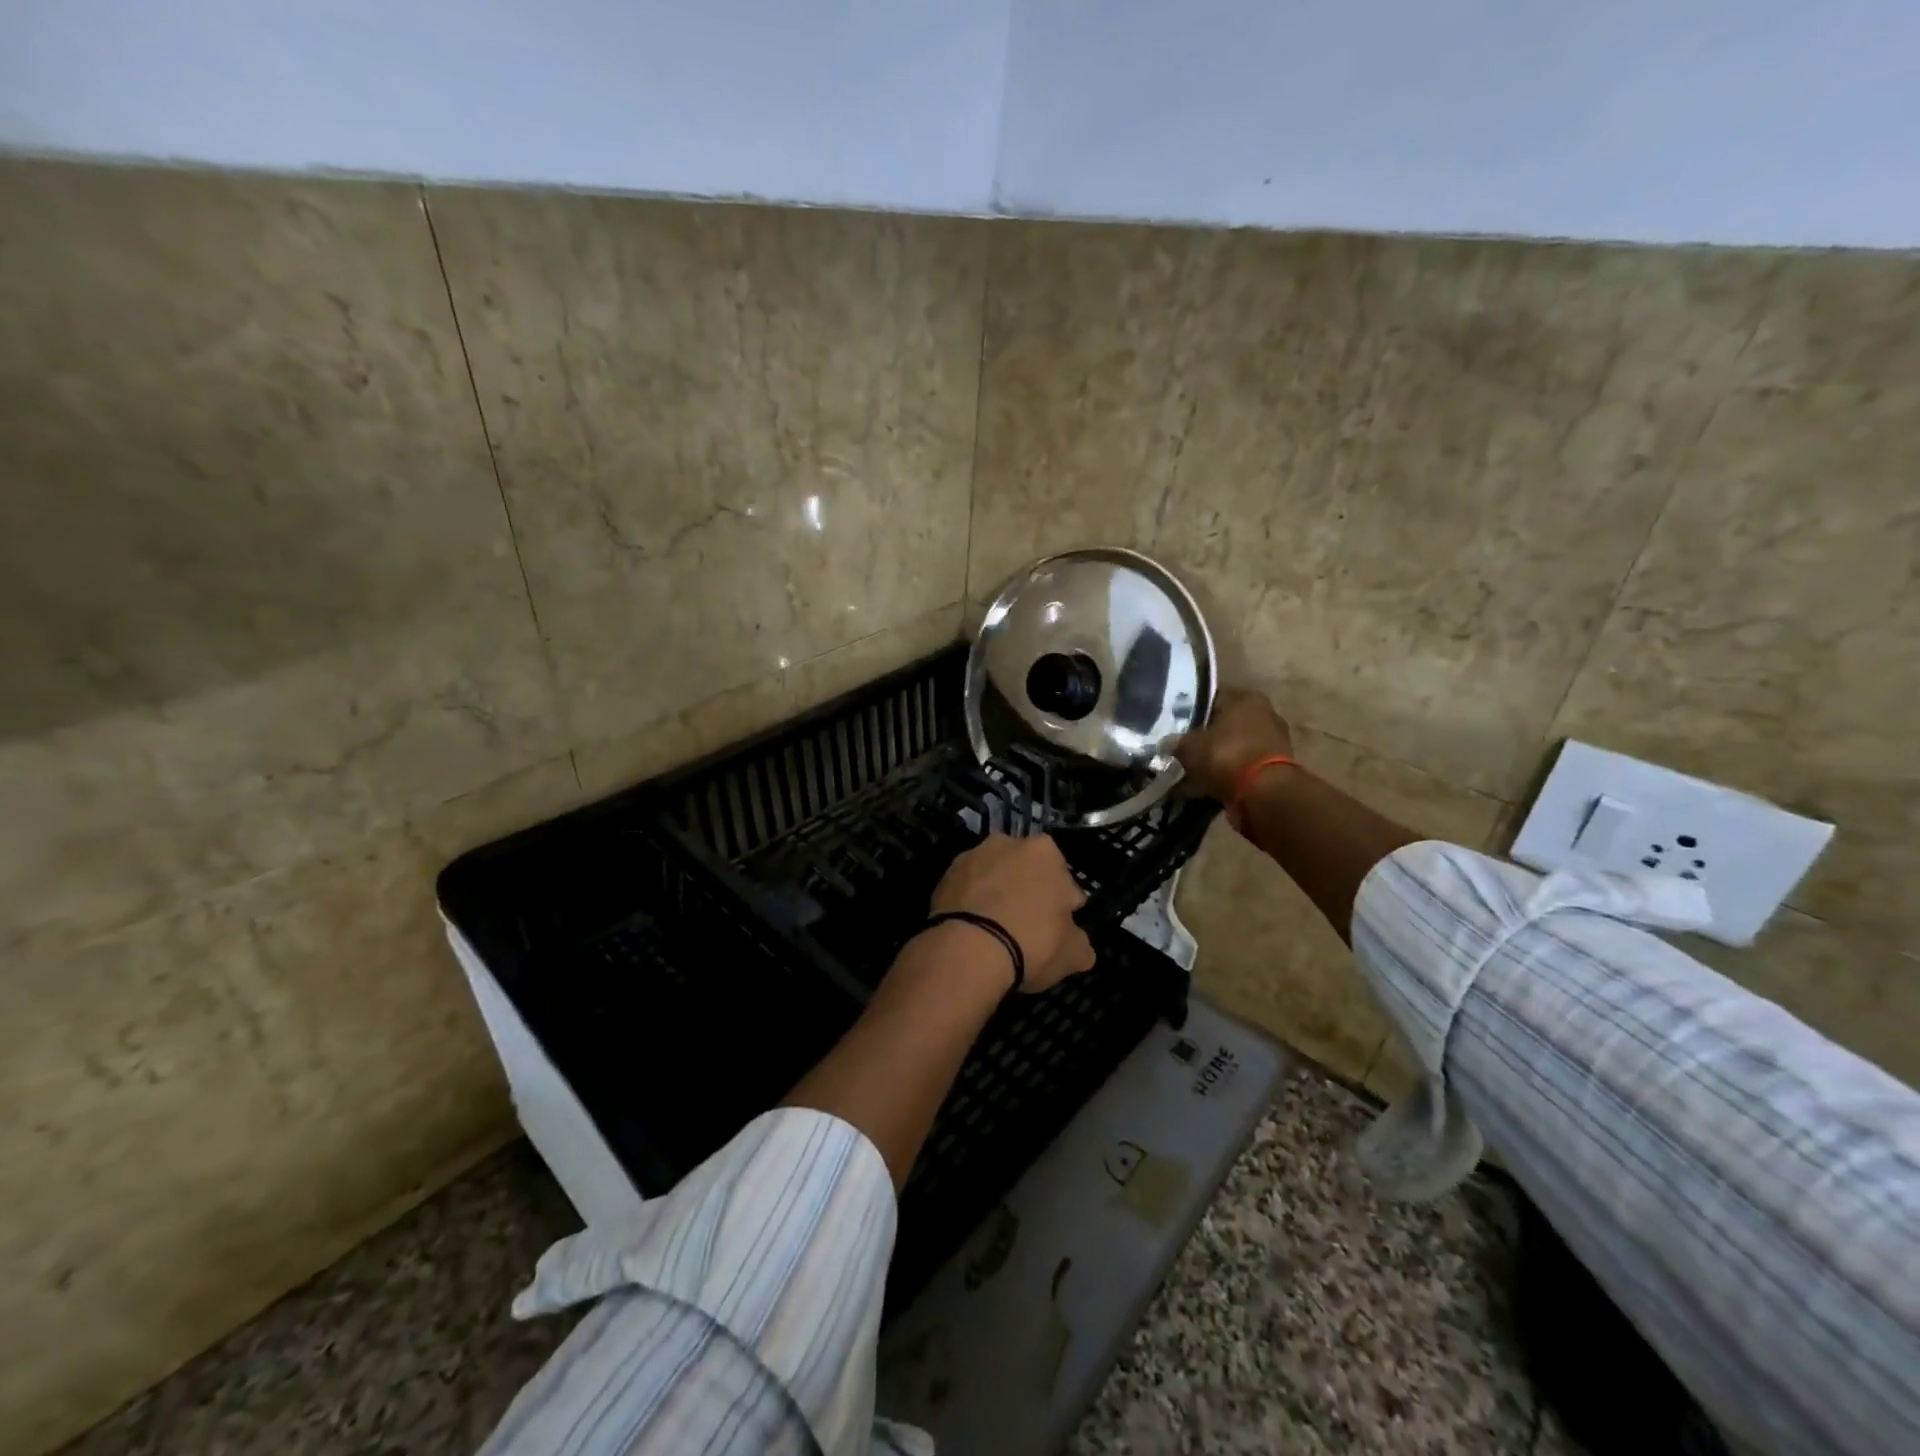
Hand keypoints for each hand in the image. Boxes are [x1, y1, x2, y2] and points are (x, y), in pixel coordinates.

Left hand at [930, 833, 1095, 993]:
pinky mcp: (944, 877)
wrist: (966, 950)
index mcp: (1045, 851)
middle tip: (1028, 928)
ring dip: (997, 896)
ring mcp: (971, 857)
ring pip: (994, 878)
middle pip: (1026, 871)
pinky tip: (974, 931)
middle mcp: (1007, 843)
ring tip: (997, 931)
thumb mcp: (1073, 954)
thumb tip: (1079, 945)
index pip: (1064, 879)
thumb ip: (1080, 943)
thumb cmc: (1031, 943)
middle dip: (1028, 892)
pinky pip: (967, 891)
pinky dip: (972, 905)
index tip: (1058, 927)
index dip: (1064, 905)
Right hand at [1173, 688, 1294, 802]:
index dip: (1190, 711)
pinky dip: (1227, 776)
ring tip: (1192, 774)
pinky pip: (1243, 768)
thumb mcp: (1189, 746)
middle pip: (1225, 724)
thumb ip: (1176, 742)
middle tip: (1182, 751)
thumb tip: (1167, 743)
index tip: (1175, 726)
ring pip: (1234, 748)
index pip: (1212, 698)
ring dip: (1216, 760)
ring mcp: (1274, 742)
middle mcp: (1264, 714)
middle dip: (1204, 738)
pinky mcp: (1276, 769)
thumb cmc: (1225, 756)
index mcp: (1245, 698)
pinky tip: (1207, 788)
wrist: (1265, 794)